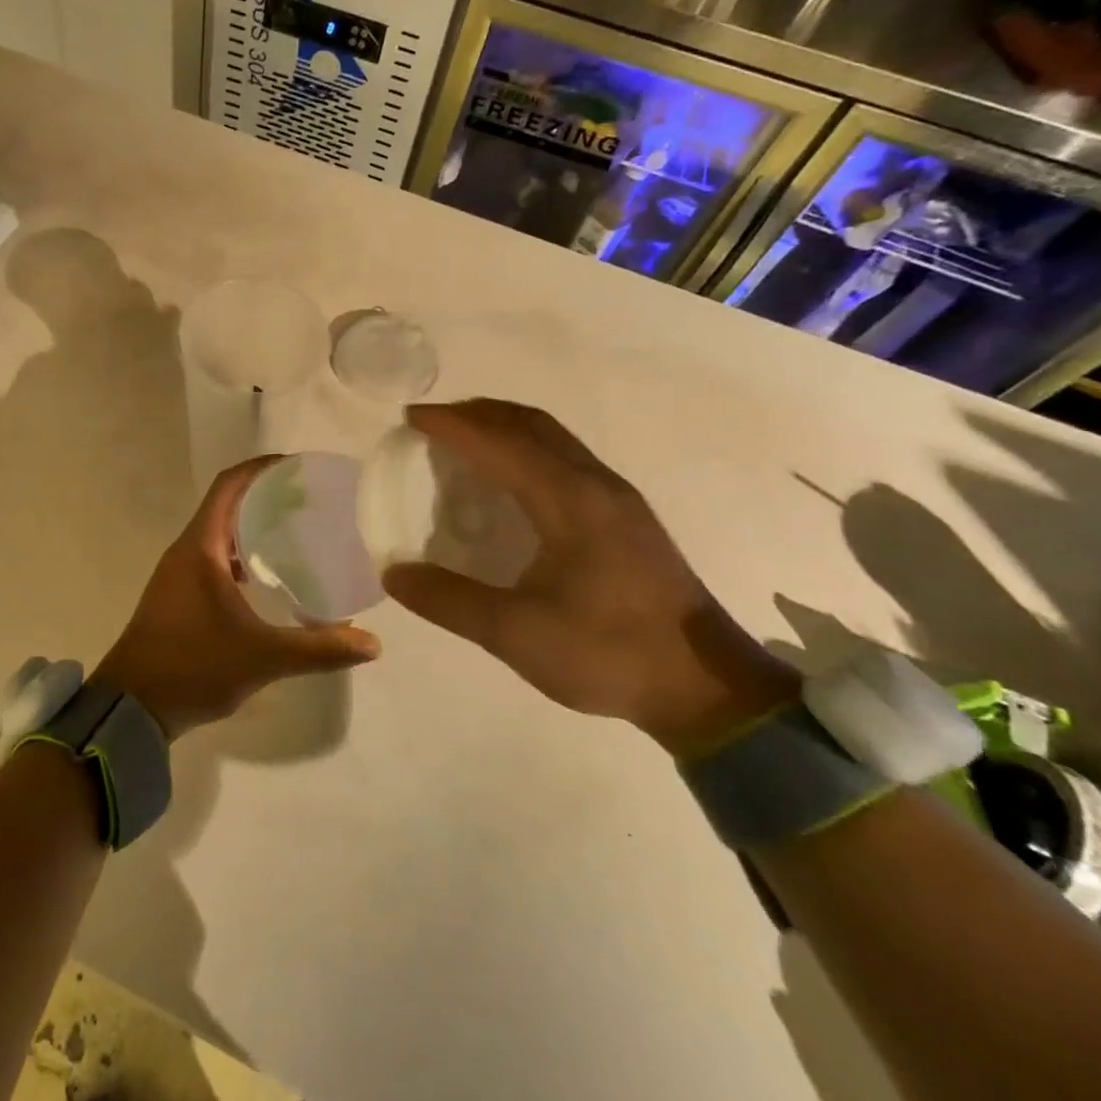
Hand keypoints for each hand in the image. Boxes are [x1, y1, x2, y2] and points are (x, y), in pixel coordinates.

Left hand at [93, 458, 380, 739]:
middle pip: (226, 504)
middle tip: (310, 500)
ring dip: (251, 526)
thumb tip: (372, 644)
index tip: (298, 467)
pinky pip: (213, 558)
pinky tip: (267, 576)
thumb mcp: (261, 657)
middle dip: (265, 495)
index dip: (261, 468)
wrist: (132, 708)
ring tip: (296, 532)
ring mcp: (178, 574)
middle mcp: (186, 550)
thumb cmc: (193, 667)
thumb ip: (318, 648)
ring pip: (218, 533)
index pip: (229, 486)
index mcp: (200, 547)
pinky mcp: (178, 595)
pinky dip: (240, 555)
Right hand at [382, 400, 797, 756]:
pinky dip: (527, 448)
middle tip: (432, 424)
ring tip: (464, 441)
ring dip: (504, 427)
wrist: (705, 687)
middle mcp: (595, 484)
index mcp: (569, 501)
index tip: (409, 419)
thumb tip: (394, 574)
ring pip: (553, 437)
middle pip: (530, 424)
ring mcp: (617, 497)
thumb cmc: (608, 653)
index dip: (452, 424)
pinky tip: (511, 481)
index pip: (499, 443)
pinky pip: (566, 457)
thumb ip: (450, 601)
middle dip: (477, 413)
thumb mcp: (516, 634)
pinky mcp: (626, 516)